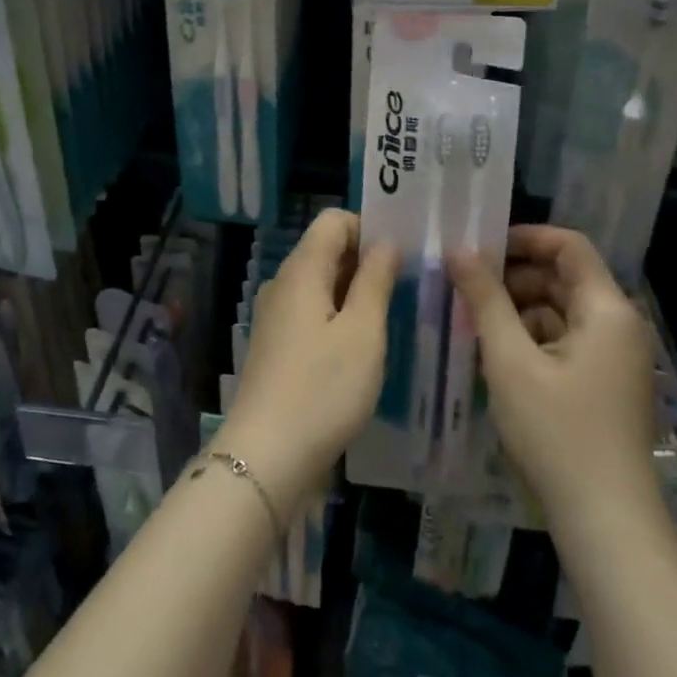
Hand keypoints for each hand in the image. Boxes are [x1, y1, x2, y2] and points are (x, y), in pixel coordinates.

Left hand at [218, 209, 397, 509]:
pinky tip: (363, 346)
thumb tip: (385, 242)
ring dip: (355, 291)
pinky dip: (339, 316)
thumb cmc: (323, 389)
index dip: (369, 227)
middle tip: (409, 285)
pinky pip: (312, 313)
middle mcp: (283, 284)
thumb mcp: (363, 332)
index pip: (334, 221)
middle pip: (326, 250)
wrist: (267, 456)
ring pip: (321, 284)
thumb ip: (375, 280)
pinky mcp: (276, 345)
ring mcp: (275, 316)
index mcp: (301, 270)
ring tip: (393, 315)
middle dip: (366, 260)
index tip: (403, 254)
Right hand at [448, 226, 658, 525]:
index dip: (524, 237)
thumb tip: (458, 250)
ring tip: (471, 321)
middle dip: (512, 277)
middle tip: (463, 286)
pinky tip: (495, 355)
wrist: (606, 520)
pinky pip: (565, 341)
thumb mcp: (510, 359)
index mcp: (606, 310)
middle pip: (563, 278)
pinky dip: (531, 338)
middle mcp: (618, 325)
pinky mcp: (604, 384)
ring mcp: (614, 357)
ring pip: (560, 311)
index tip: (479, 247)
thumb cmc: (557, 431)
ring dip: (517, 309)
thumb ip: (484, 298)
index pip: (568, 245)